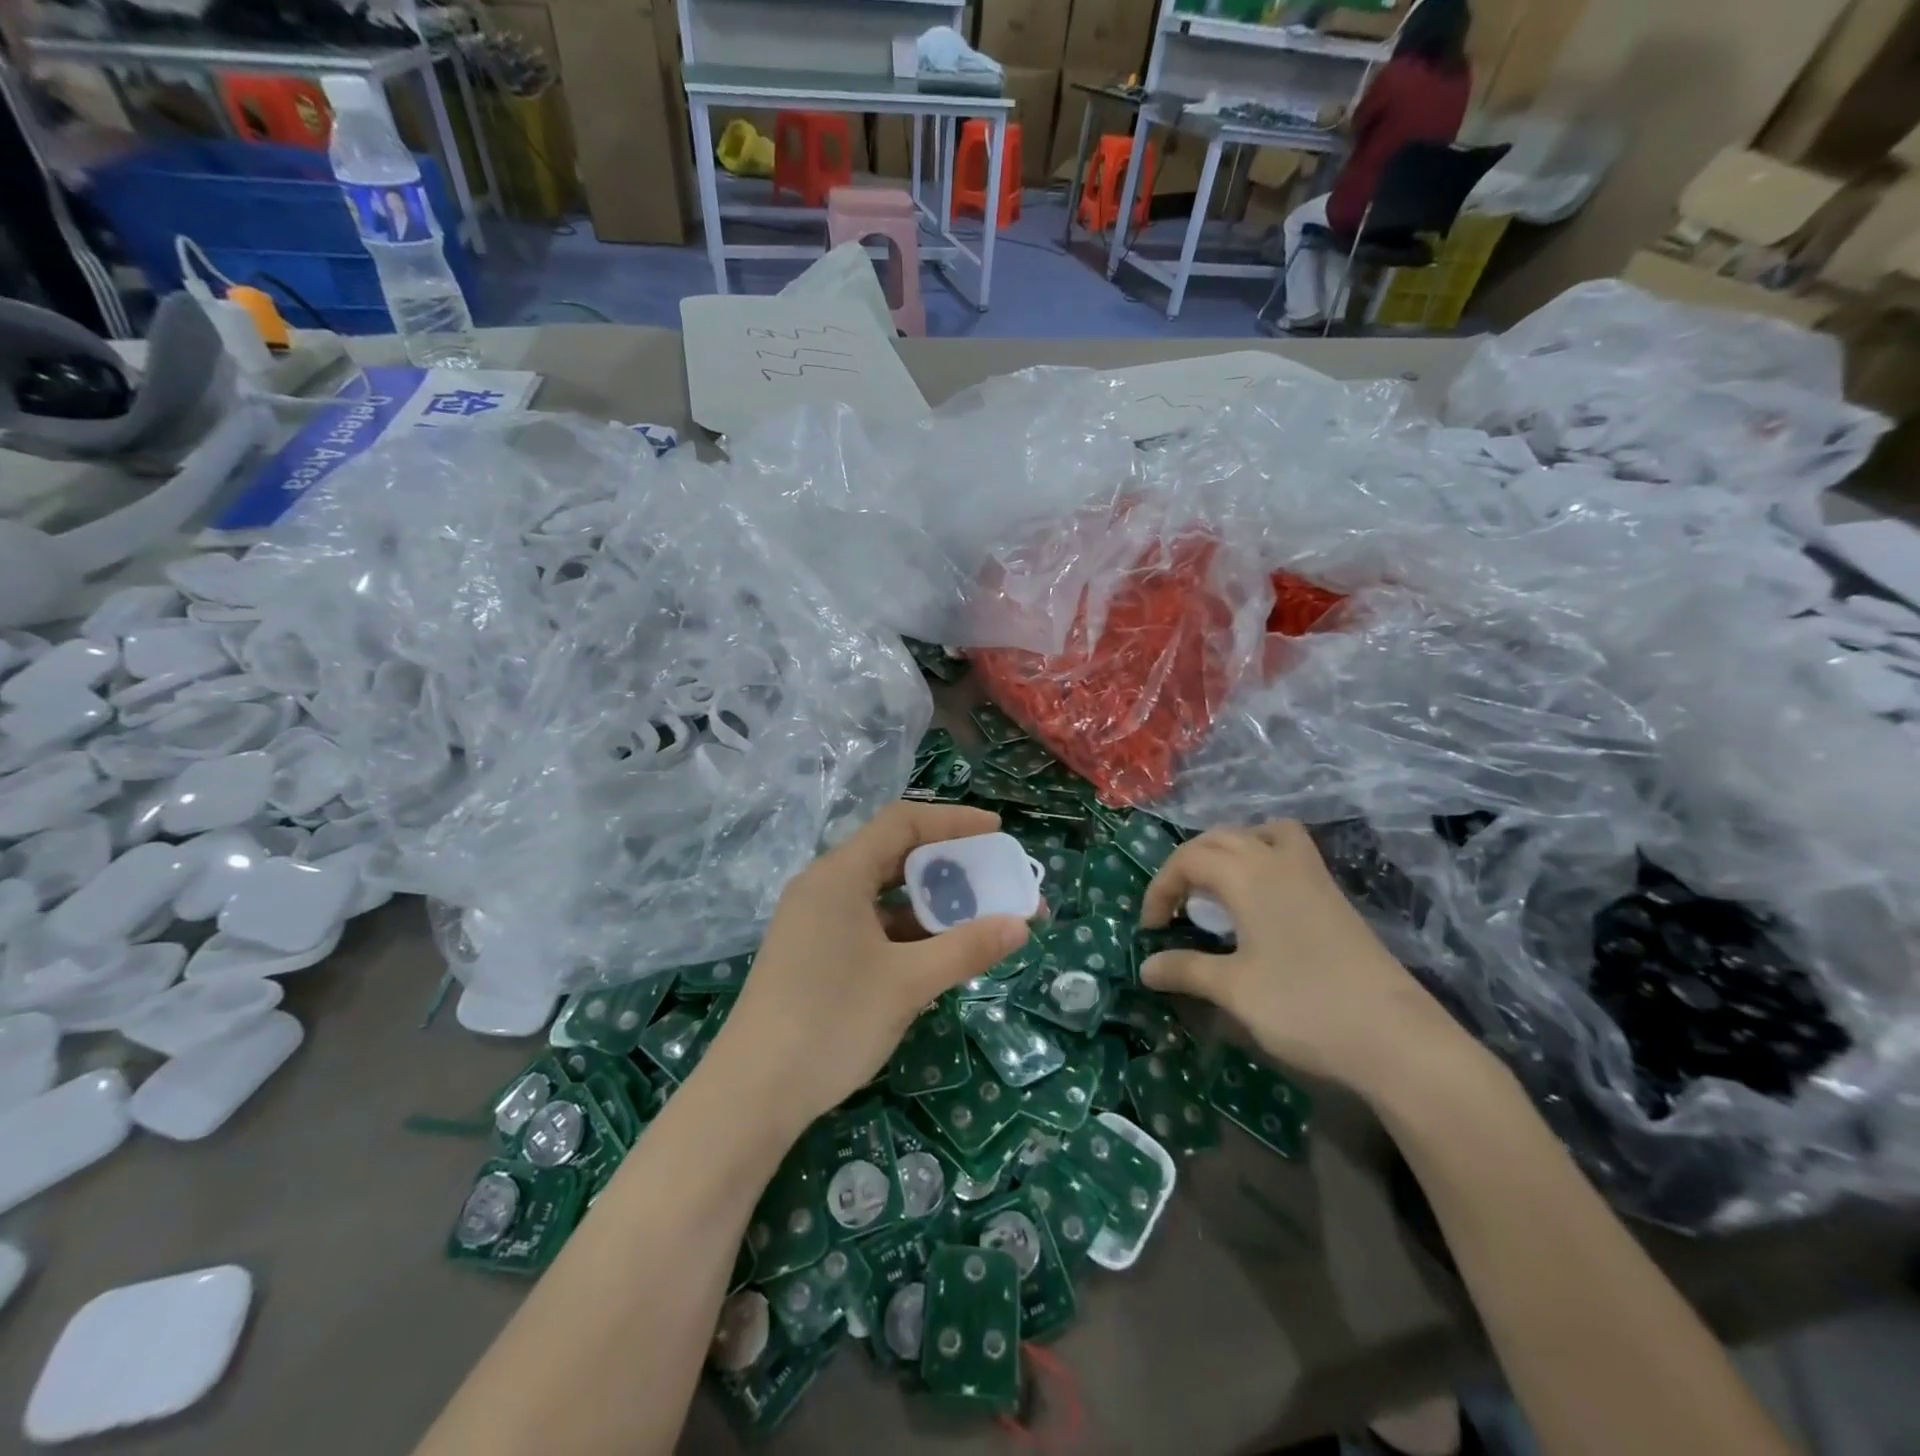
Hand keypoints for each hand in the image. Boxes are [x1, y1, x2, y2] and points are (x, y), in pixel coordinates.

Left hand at [710, 801, 1031, 1131]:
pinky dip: (906, 931)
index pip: (902, 822)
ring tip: (976, 921)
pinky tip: (936, 955)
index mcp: (840, 875)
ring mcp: (814, 921)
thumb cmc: (832, 1022)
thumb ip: (967, 948)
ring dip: (929, 904)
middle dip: (949, 866)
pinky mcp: (812, 953)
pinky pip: (869, 924)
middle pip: (894, 856)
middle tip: (993, 880)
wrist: (751, 1095)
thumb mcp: (908, 983)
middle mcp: (824, 887)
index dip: (953, 820)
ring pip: (882, 895)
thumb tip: (1021, 925)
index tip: (997, 831)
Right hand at [1138, 821, 1466, 1091]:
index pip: (1188, 859)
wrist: (1397, 1038)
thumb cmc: (1304, 1007)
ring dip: (1230, 850)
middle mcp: (1278, 861)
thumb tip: (1146, 967)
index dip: (1160, 889)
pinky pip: (1289, 851)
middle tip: (1175, 906)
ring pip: (1261, 833)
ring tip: (1217, 888)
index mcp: (1249, 876)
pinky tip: (1260, 901)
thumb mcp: (1234, 990)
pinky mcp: (1334, 896)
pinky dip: (1263, 858)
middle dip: (1187, 864)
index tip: (1151, 931)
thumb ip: (1186, 970)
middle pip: (1220, 838)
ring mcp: (1313, 875)